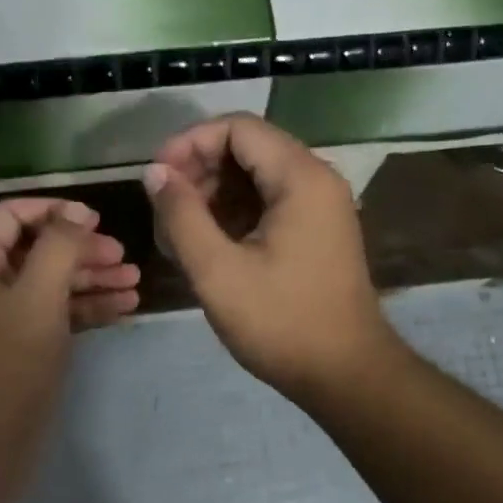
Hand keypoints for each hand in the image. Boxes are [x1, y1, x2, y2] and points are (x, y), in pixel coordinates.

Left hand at [0, 198, 139, 442]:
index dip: (54, 210)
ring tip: (136, 281)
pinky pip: (55, 312)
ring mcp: (1, 316)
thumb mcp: (38, 296)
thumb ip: (59, 246)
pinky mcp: (21, 344)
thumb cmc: (7, 364)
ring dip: (92, 278)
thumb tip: (78, 211)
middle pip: (36, 248)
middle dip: (82, 249)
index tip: (98, 219)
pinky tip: (124, 306)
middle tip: (124, 256)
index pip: (10, 215)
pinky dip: (87, 307)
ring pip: (50, 282)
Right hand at [145, 115, 394, 399]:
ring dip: (212, 196)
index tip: (157, 178)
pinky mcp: (316, 231)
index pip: (237, 128)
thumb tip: (155, 173)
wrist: (347, 375)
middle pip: (247, 148)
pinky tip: (205, 247)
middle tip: (164, 211)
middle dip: (198, 171)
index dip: (190, 143)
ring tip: (177, 234)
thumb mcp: (218, 271)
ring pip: (255, 177)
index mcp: (300, 178)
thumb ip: (181, 215)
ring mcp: (319, 206)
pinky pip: (268, 203)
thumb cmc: (282, 323)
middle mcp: (316, 180)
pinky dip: (234, 215)